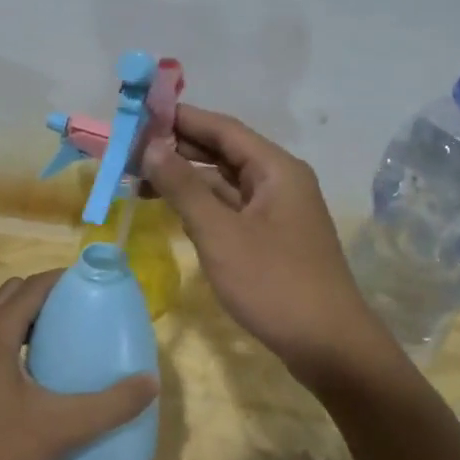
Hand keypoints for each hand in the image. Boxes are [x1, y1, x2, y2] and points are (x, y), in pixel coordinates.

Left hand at [0, 270, 157, 459]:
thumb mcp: (59, 428)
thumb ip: (108, 405)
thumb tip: (151, 381)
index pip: (33, 286)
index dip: (65, 279)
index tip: (97, 286)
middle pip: (15, 295)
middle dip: (49, 294)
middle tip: (84, 310)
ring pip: (2, 320)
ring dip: (32, 318)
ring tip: (69, 337)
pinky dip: (20, 341)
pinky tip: (43, 374)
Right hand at [141, 104, 388, 383]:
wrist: (329, 346)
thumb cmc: (274, 284)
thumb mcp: (220, 234)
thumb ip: (184, 187)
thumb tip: (151, 145)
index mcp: (275, 168)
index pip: (222, 128)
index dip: (180, 118)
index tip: (139, 113)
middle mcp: (279, 181)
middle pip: (223, 152)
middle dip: (178, 148)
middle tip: (130, 148)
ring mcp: (277, 211)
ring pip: (225, 182)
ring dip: (186, 178)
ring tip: (138, 177)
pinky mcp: (272, 238)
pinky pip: (231, 208)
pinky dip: (201, 204)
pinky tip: (172, 207)